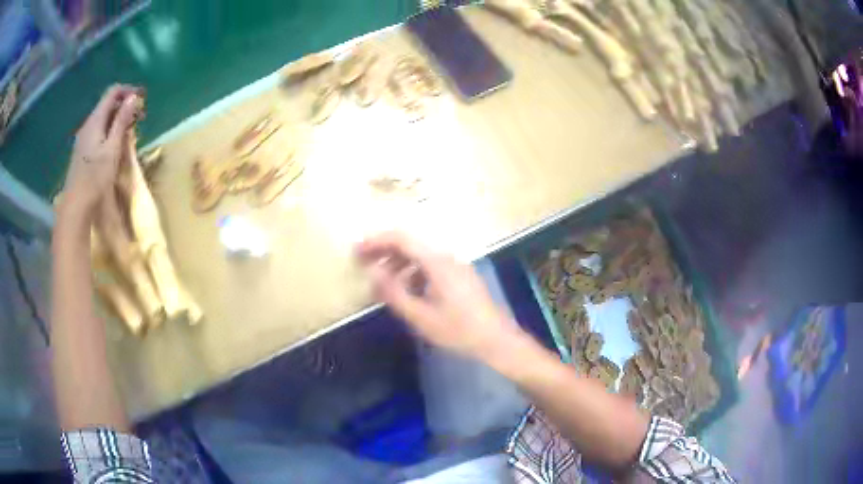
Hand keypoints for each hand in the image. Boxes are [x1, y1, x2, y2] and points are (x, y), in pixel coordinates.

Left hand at [59, 85, 142, 223]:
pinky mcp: (82, 149)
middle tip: (140, 116)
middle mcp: (88, 124)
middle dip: (125, 105)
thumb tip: (133, 98)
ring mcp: (83, 137)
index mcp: (95, 120)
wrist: (76, 205)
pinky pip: (99, 130)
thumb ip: (121, 121)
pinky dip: (110, 129)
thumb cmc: (95, 177)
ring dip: (118, 118)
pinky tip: (116, 141)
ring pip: (103, 118)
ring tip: (130, 129)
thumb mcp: (112, 148)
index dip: (129, 91)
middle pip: (108, 104)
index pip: (113, 92)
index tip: (143, 99)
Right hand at [356, 232, 526, 361]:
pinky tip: (407, 291)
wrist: (497, 341)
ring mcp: (456, 266)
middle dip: (385, 251)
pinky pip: (431, 267)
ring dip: (398, 264)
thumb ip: (394, 293)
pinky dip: (413, 273)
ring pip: (421, 256)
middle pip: (411, 245)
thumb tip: (372, 272)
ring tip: (382, 283)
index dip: (376, 241)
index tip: (356, 251)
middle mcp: (447, 258)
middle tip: (363, 263)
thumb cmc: (459, 331)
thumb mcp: (420, 317)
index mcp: (437, 262)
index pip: (401, 239)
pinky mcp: (461, 277)